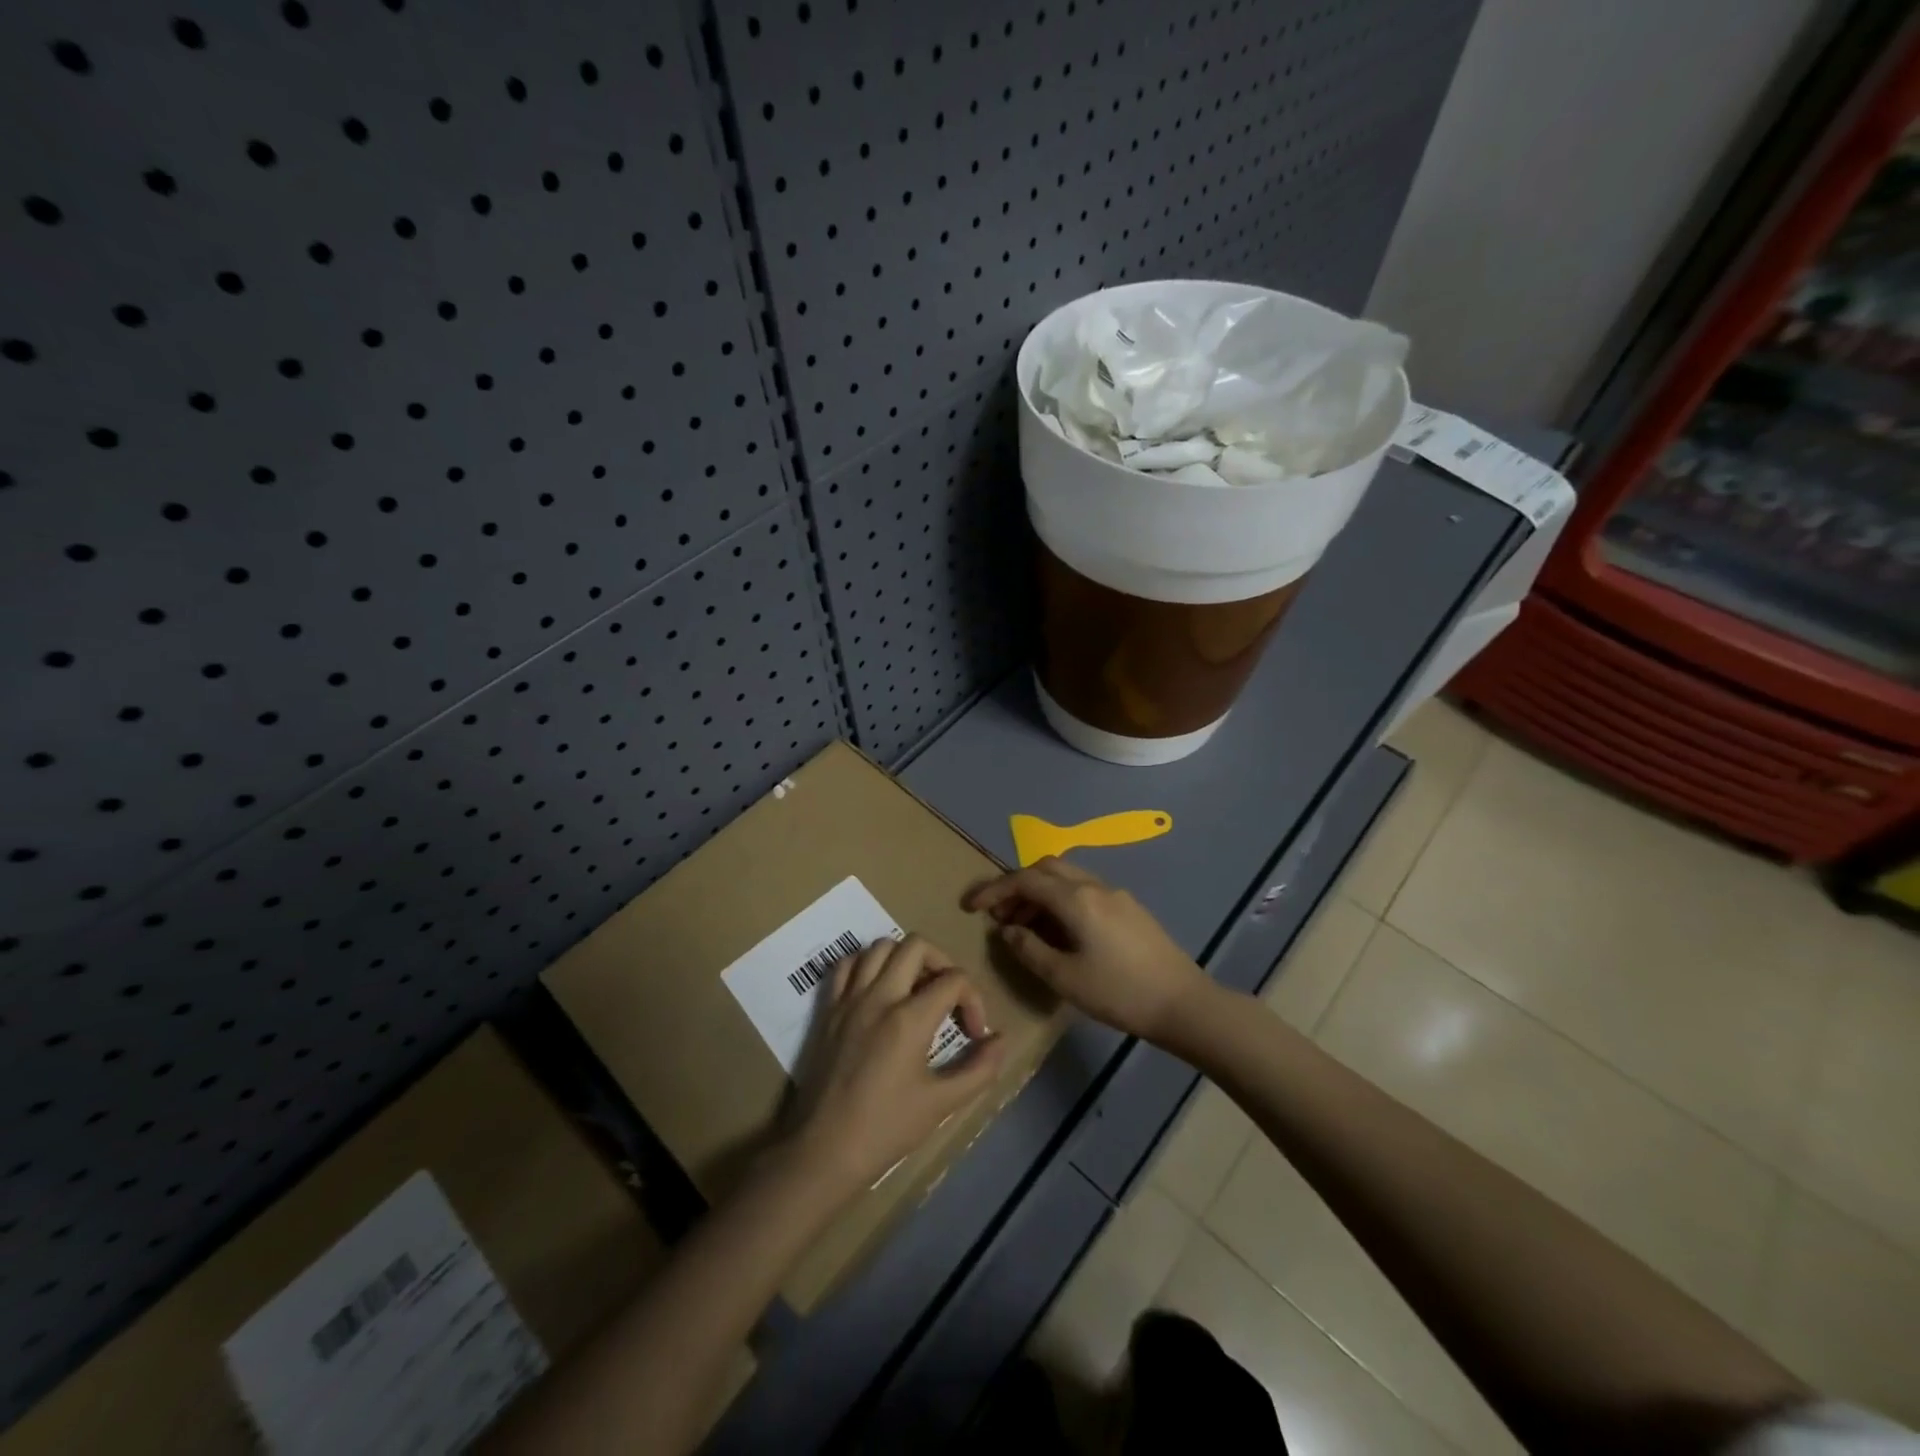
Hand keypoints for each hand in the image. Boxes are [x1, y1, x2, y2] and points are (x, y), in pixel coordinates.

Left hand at [786, 935, 1005, 1196]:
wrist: (825, 1150)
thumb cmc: (886, 1128)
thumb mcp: (942, 1103)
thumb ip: (979, 1069)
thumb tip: (1000, 1040)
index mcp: (909, 1018)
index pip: (953, 979)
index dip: (974, 1000)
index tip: (973, 1033)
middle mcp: (879, 996)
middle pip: (916, 945)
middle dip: (942, 962)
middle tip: (947, 994)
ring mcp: (849, 999)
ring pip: (880, 946)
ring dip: (904, 957)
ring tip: (915, 987)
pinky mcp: (828, 1008)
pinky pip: (846, 964)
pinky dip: (866, 963)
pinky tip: (878, 987)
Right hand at [964, 857, 1210, 1043]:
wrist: (1183, 1003)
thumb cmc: (1119, 993)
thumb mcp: (1064, 978)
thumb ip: (1029, 949)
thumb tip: (1007, 930)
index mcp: (1076, 899)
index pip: (1025, 880)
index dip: (994, 890)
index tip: (971, 907)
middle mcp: (1095, 886)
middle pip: (1046, 869)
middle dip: (1017, 886)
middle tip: (999, 915)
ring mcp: (1116, 895)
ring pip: (1067, 879)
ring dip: (1040, 895)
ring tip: (1024, 928)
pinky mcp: (1129, 908)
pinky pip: (1084, 892)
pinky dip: (1061, 902)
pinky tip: (1059, 932)